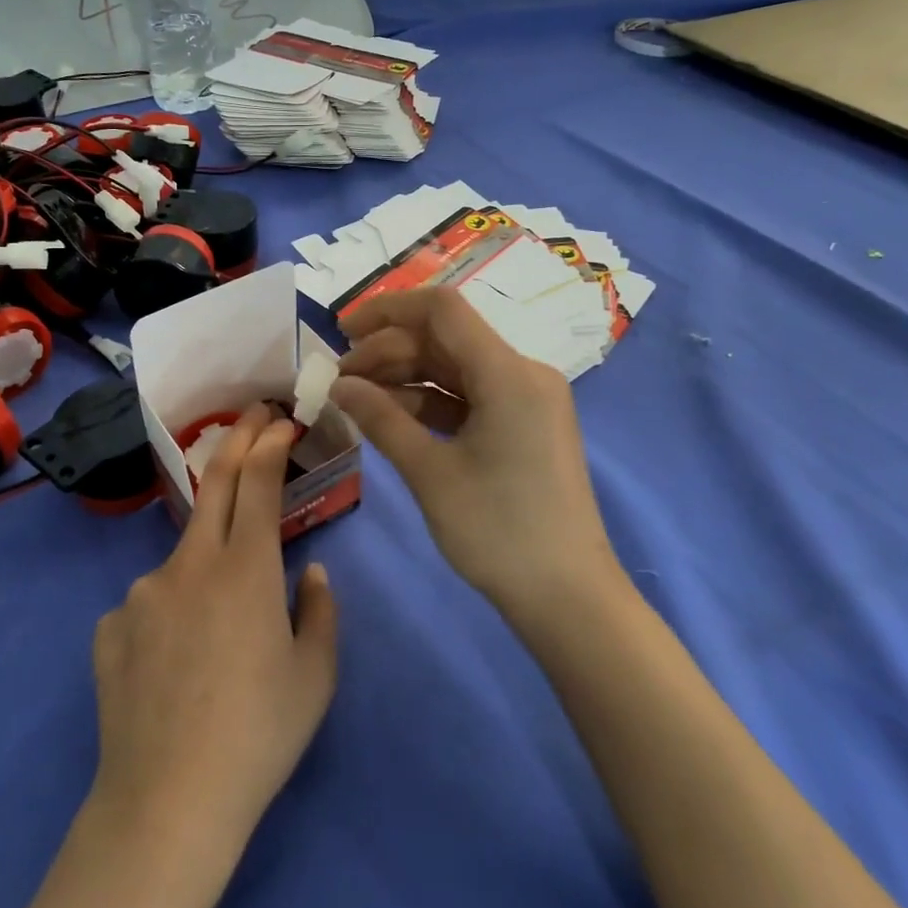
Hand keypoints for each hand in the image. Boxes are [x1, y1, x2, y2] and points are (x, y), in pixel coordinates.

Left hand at [88, 405, 338, 863]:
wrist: (166, 803)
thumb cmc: (258, 736)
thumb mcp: (315, 677)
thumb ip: (320, 612)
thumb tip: (309, 572)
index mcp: (246, 569)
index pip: (258, 483)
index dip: (269, 444)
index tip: (280, 419)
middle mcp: (190, 563)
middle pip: (215, 484)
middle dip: (237, 441)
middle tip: (252, 416)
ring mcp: (142, 591)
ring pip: (184, 556)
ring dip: (208, 563)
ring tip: (219, 633)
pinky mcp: (110, 625)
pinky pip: (150, 604)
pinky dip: (171, 613)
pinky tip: (174, 666)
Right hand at [331, 286, 617, 616]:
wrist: (568, 598)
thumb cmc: (498, 531)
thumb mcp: (430, 472)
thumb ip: (381, 418)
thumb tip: (339, 384)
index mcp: (509, 373)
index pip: (442, 310)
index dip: (387, 309)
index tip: (342, 330)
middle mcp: (523, 373)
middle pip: (445, 339)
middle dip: (388, 350)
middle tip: (340, 379)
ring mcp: (526, 400)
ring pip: (454, 367)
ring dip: (404, 376)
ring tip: (356, 397)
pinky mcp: (523, 425)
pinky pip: (468, 395)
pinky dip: (429, 400)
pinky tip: (390, 416)